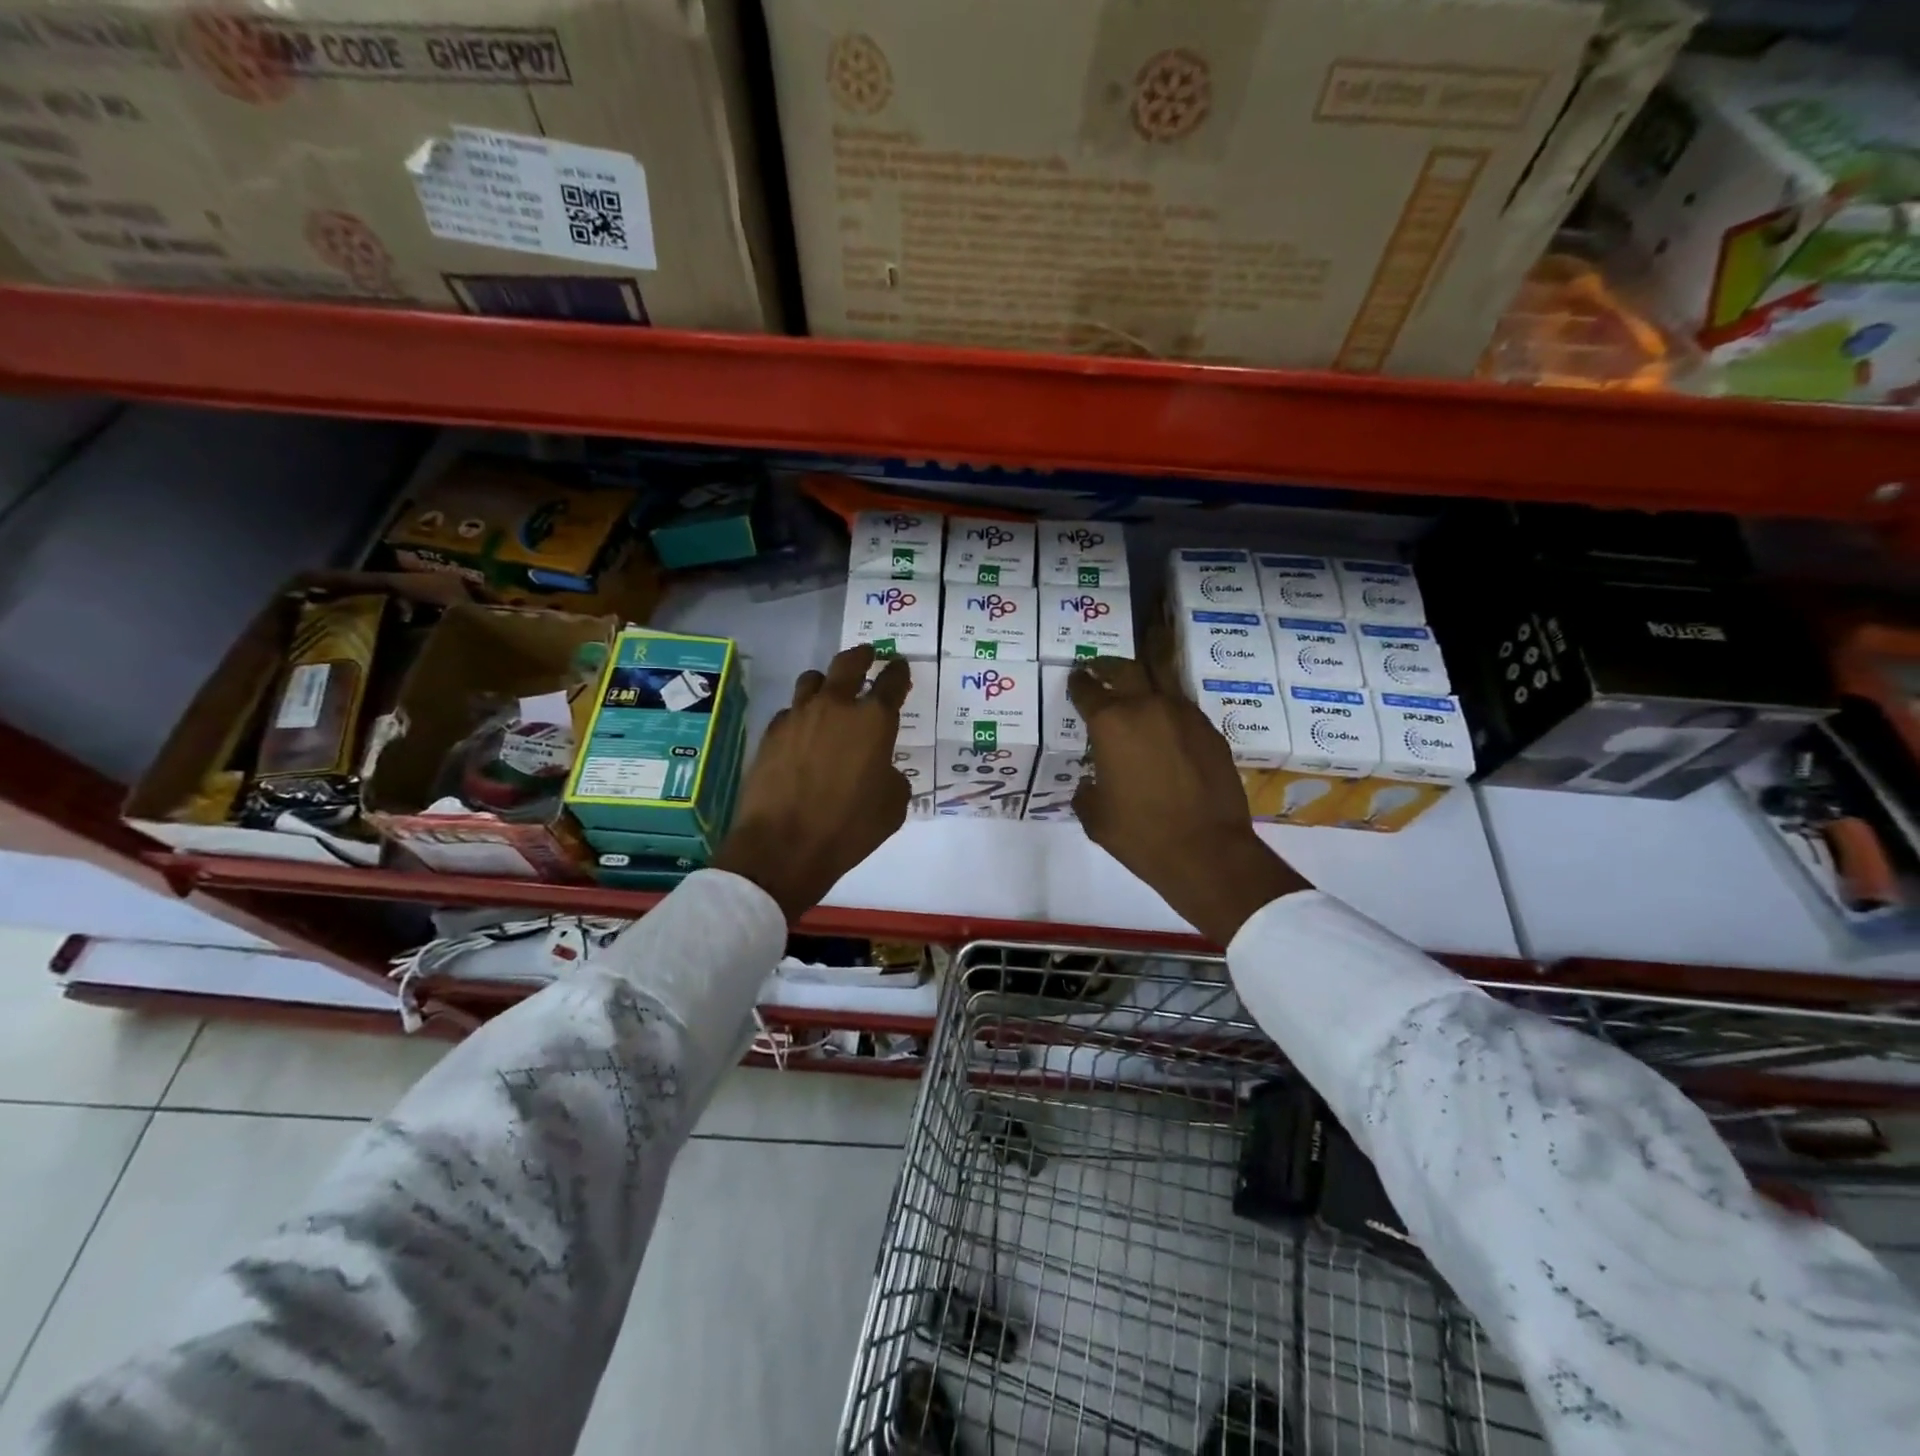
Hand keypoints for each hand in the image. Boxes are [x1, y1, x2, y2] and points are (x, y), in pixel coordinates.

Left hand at [713, 644, 911, 921]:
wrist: (783, 846)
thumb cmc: (849, 828)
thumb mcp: (892, 806)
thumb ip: (891, 775)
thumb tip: (879, 768)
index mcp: (873, 721)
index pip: (892, 682)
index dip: (899, 672)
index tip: (900, 666)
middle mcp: (836, 707)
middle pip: (848, 664)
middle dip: (862, 656)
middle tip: (868, 655)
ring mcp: (798, 716)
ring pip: (812, 680)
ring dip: (825, 682)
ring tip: (829, 692)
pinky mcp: (770, 733)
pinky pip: (790, 711)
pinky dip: (800, 716)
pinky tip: (802, 733)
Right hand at [1070, 657, 1308, 943]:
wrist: (1207, 850)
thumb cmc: (1141, 834)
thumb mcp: (1096, 817)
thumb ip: (1086, 791)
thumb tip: (1090, 784)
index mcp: (1111, 723)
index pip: (1087, 690)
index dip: (1077, 683)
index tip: (1074, 680)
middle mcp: (1147, 707)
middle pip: (1125, 669)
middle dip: (1107, 666)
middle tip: (1098, 668)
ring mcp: (1184, 715)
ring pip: (1161, 679)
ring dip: (1143, 678)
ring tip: (1134, 685)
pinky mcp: (1210, 731)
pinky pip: (1184, 707)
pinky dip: (1169, 707)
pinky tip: (1165, 724)